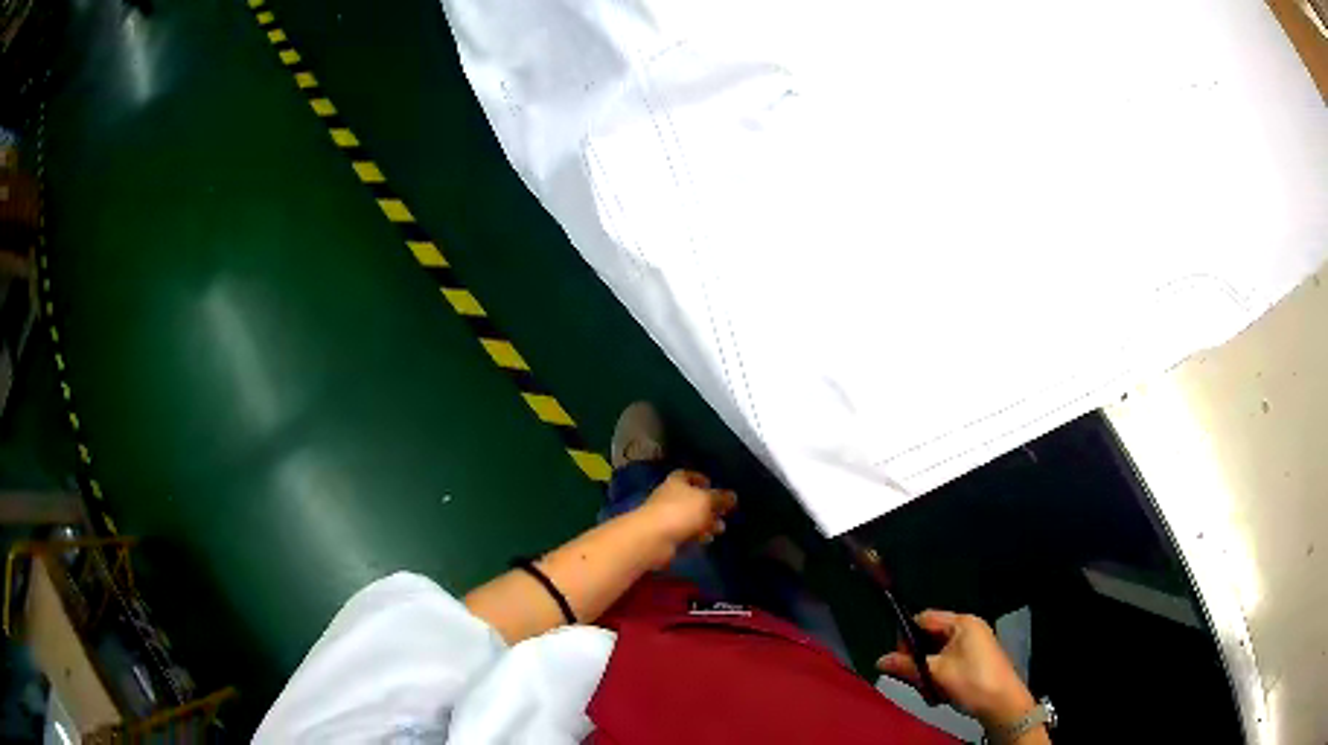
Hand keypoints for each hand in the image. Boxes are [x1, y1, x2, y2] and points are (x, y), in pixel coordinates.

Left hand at [637, 470, 736, 549]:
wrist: (653, 538)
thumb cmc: (680, 512)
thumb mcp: (706, 501)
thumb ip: (720, 498)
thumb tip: (733, 496)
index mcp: (676, 482)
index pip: (687, 475)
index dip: (700, 478)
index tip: (713, 484)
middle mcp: (669, 497)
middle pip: (691, 498)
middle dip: (708, 505)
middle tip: (724, 512)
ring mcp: (666, 517)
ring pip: (689, 517)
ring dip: (705, 522)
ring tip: (720, 529)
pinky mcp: (666, 535)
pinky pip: (685, 533)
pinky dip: (697, 535)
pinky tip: (707, 540)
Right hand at [877, 610, 1034, 729]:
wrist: (1002, 703)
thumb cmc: (971, 681)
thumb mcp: (936, 673)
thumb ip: (907, 665)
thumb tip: (880, 660)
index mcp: (961, 623)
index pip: (924, 618)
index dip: (907, 636)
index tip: (899, 659)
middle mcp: (968, 629)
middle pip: (929, 638)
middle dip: (918, 661)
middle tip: (915, 681)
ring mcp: (973, 646)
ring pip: (937, 655)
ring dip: (928, 674)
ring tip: (930, 692)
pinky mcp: (975, 662)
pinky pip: (948, 664)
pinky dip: (940, 678)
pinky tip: (940, 695)